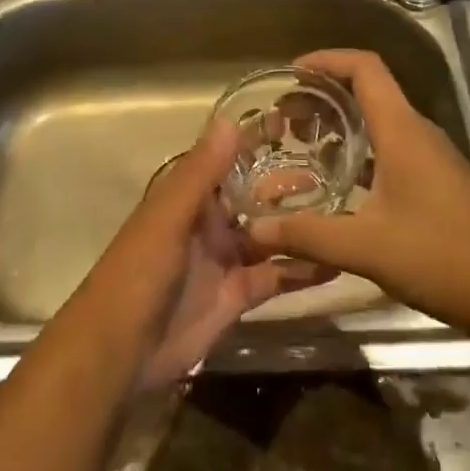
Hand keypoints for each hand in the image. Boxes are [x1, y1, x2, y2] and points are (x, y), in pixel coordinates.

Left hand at [81, 119, 328, 390]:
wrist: (120, 351)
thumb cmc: (140, 271)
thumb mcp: (169, 216)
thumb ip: (200, 172)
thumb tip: (229, 119)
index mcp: (190, 197)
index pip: (229, 159)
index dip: (258, 141)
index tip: (297, 121)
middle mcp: (210, 222)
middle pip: (256, 196)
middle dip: (289, 183)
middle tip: (338, 168)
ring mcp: (225, 259)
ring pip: (271, 235)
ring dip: (302, 225)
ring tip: (349, 211)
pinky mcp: (238, 296)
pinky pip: (275, 277)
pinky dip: (303, 271)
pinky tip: (337, 263)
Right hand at [240, 49, 469, 335]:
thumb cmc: (441, 257)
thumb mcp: (366, 247)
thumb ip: (306, 235)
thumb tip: (253, 229)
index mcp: (402, 130)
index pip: (365, 68)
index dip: (327, 60)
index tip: (291, 73)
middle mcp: (417, 133)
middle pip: (368, 91)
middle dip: (323, 95)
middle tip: (284, 117)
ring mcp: (430, 157)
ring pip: (379, 121)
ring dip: (340, 124)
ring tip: (301, 144)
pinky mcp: (436, 181)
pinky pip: (389, 148)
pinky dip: (358, 151)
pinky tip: (336, 182)